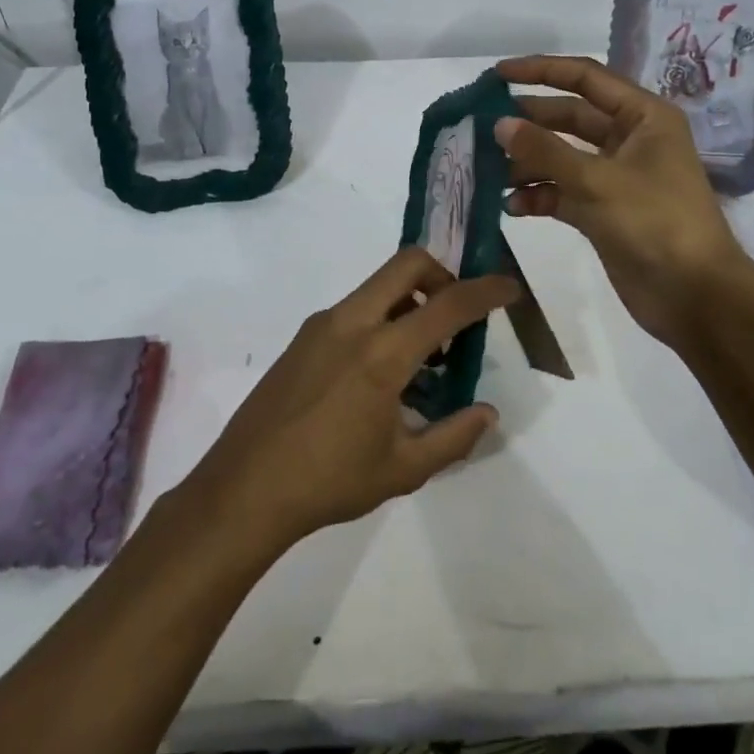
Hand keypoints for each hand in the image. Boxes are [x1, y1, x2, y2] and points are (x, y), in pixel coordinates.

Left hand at [182, 249, 521, 554]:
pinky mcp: (303, 337)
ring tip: (424, 359)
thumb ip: (454, 436)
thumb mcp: (404, 468)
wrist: (244, 488)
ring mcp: (321, 325)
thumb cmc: (329, 481)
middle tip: (458, 313)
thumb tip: (488, 413)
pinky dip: (382, 319)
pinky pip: (355, 308)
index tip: (509, 287)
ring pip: (378, 286)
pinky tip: (382, 373)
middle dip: (443, 274)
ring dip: (411, 301)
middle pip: (407, 264)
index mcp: (382, 353)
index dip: (486, 291)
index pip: (447, 304)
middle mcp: (351, 322)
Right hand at [495, 55, 753, 350]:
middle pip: (569, 118)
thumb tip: (500, 124)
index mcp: (642, 117)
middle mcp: (629, 140)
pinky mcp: (603, 211)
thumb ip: (545, 151)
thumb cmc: (655, 223)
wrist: (694, 296)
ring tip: (489, 172)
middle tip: (482, 127)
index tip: (497, 75)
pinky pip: (562, 192)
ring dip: (527, 163)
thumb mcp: (598, 181)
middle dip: (528, 123)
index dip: (541, 71)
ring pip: (561, 157)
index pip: (585, 79)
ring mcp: (615, 176)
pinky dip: (538, 196)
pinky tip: (511, 206)